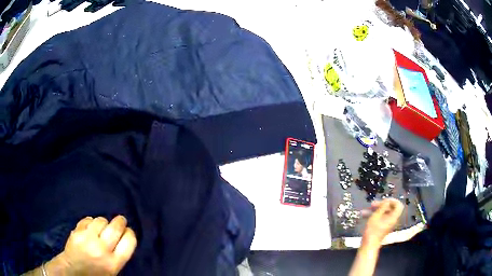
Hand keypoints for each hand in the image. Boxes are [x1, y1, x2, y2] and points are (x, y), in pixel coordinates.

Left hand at [52, 216, 136, 275]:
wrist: (73, 272)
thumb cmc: (96, 274)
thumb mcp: (113, 271)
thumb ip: (119, 255)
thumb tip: (124, 236)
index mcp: (114, 263)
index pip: (129, 241)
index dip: (130, 233)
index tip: (128, 231)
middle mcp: (102, 250)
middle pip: (116, 227)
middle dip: (120, 221)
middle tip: (120, 221)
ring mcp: (88, 240)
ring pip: (101, 220)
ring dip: (103, 222)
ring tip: (102, 227)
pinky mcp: (76, 232)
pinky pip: (87, 220)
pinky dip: (90, 222)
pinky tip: (90, 227)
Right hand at [362, 199, 403, 245]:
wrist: (368, 245)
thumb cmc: (372, 231)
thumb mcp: (376, 216)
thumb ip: (382, 207)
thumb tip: (387, 201)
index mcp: (393, 217)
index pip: (398, 205)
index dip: (392, 201)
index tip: (383, 201)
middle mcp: (392, 220)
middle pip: (390, 208)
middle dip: (381, 205)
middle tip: (372, 204)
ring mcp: (387, 224)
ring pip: (384, 213)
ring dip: (375, 210)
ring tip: (365, 210)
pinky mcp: (382, 227)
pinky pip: (380, 219)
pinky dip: (374, 216)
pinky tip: (364, 216)